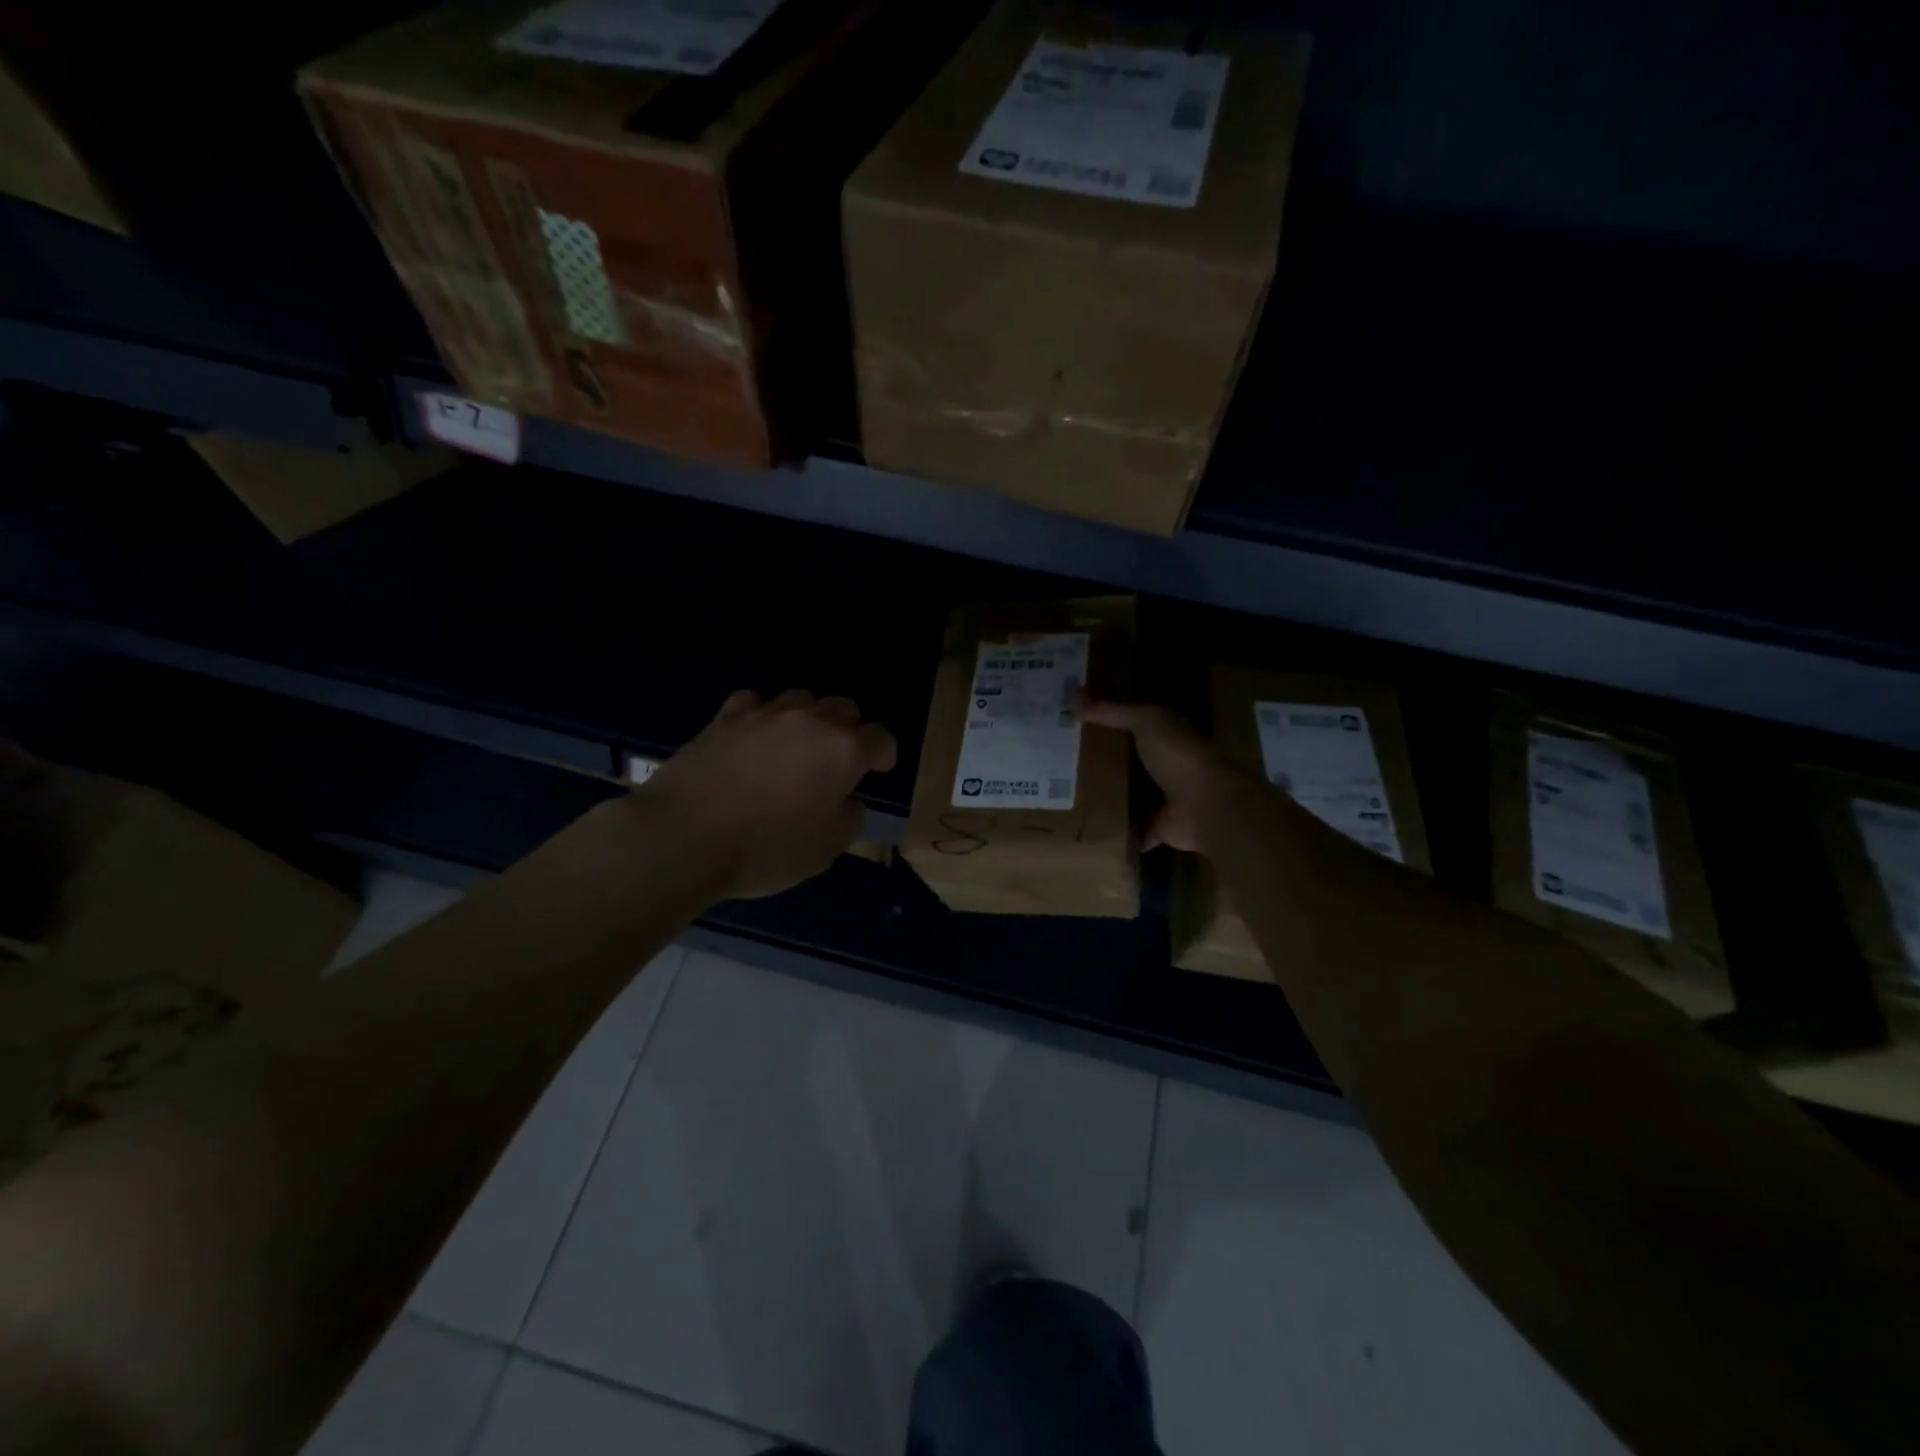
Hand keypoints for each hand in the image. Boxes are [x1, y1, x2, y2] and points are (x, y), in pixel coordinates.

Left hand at [641, 689, 897, 899]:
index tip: (878, 770)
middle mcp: (810, 721)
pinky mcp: (725, 718)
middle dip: (849, 730)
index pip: (880, 737)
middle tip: (838, 761)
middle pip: (844, 708)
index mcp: (843, 750)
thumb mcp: (826, 849)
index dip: (884, 754)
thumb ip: (849, 818)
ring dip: (808, 719)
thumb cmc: (766, 849)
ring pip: (801, 698)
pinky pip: (755, 702)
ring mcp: (765, 714)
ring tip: (795, 747)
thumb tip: (847, 800)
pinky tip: (755, 737)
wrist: (685, 836)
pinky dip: (763, 716)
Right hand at [1077, 696, 1256, 852]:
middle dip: (1097, 761)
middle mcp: (1164, 765)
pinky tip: (1085, 830)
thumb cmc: (1179, 756)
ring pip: (1126, 795)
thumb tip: (1072, 695)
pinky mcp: (1157, 827)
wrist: (1207, 806)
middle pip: (1125, 761)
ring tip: (1063, 794)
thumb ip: (1111, 711)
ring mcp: (1162, 799)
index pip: (1129, 724)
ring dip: (1104, 796)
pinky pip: (1130, 830)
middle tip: (1058, 760)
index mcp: (1164, 735)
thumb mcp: (1145, 722)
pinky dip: (1115, 833)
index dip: (1102, 722)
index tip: (1069, 724)